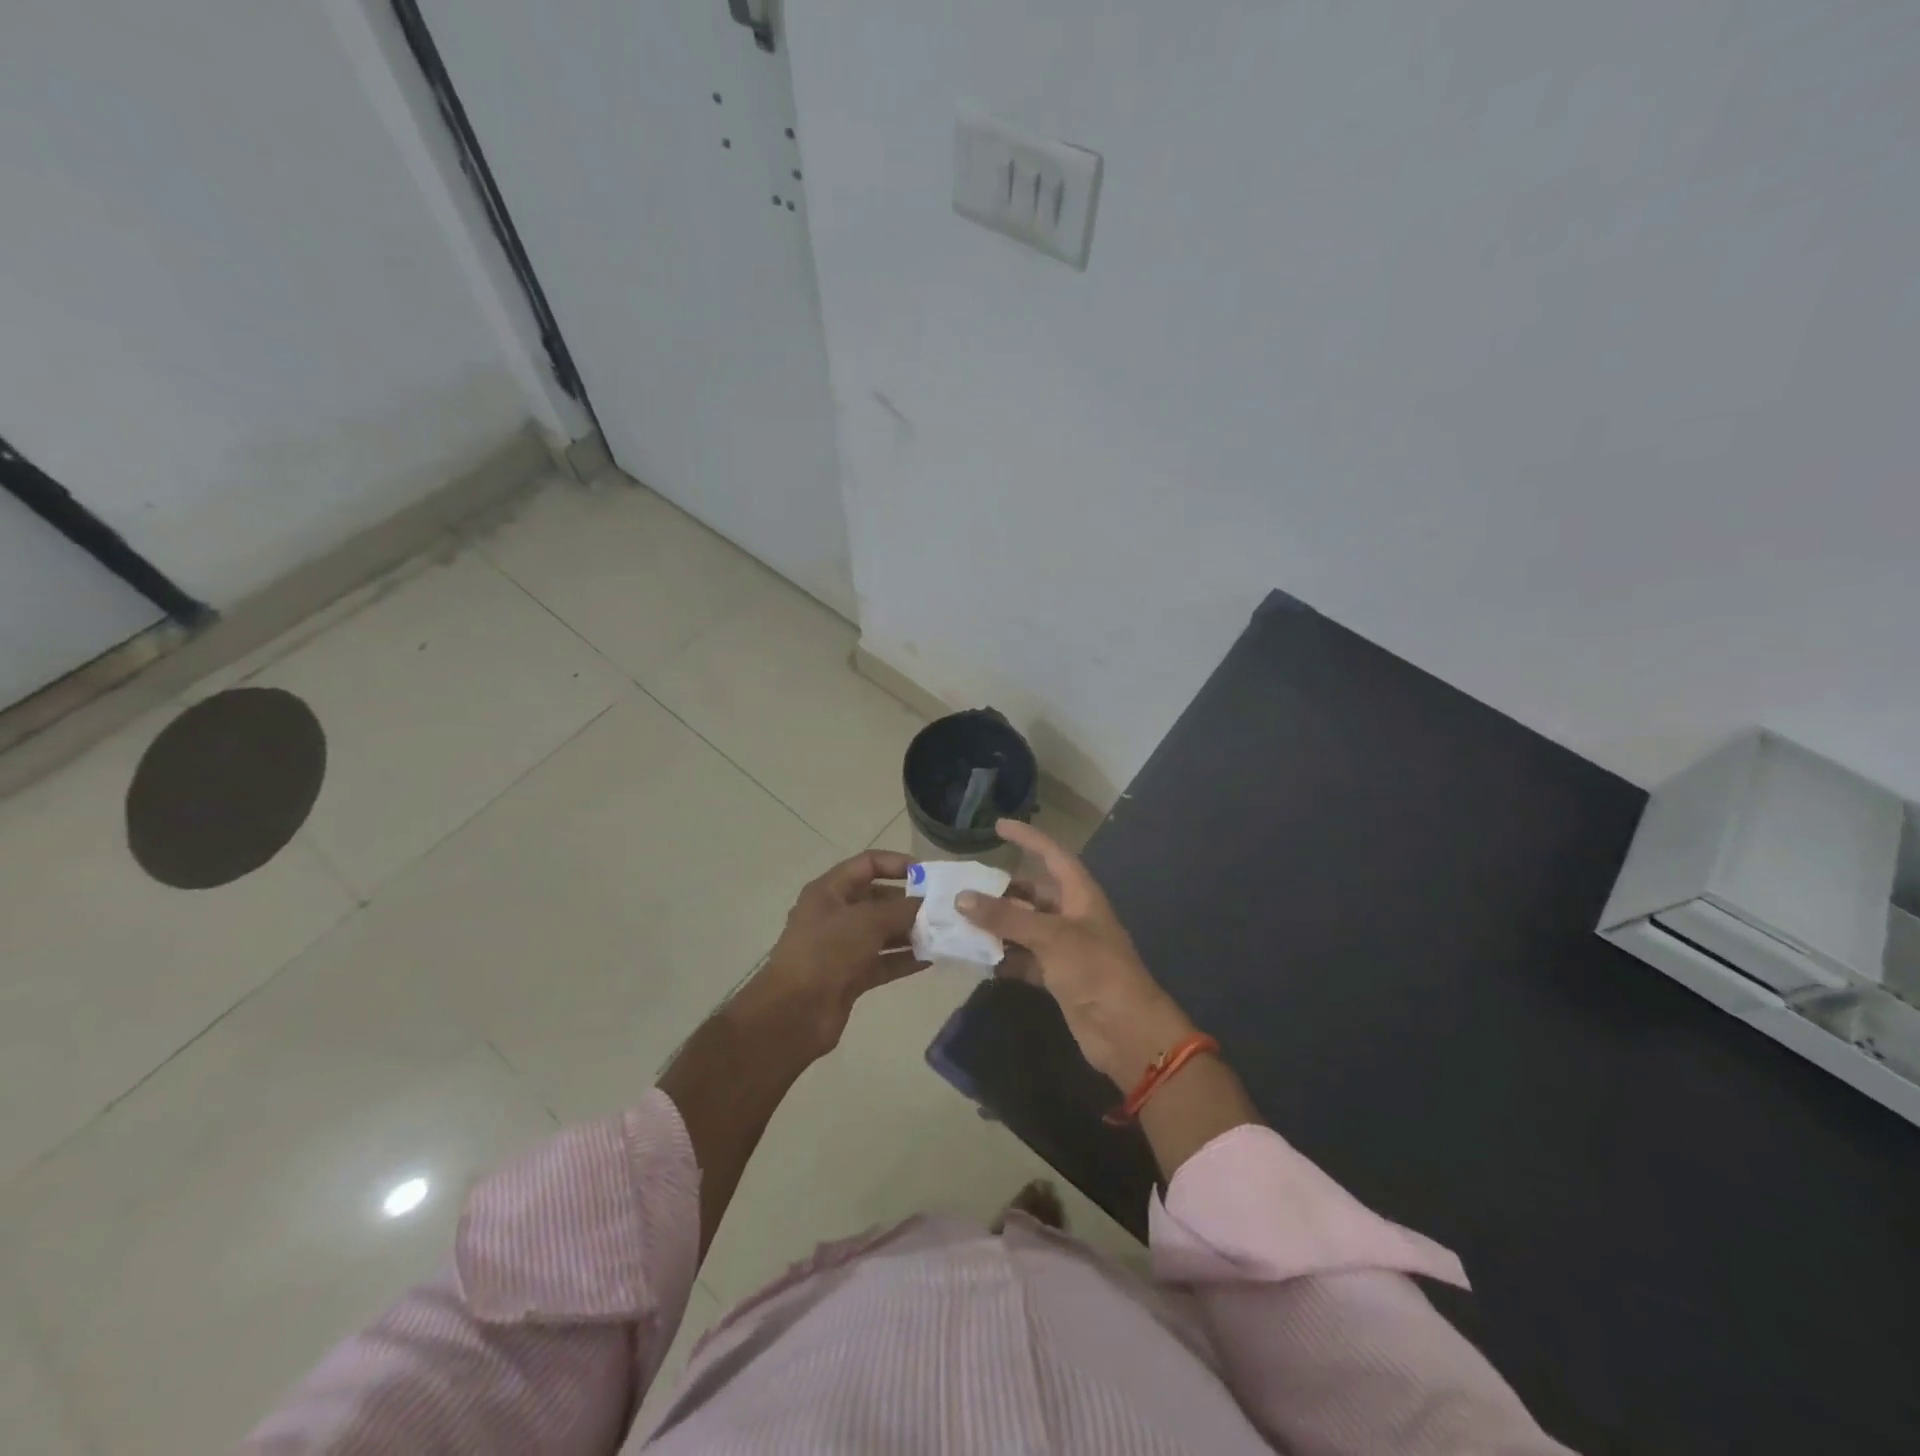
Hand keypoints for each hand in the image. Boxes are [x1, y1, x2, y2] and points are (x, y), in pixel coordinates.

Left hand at [739, 849, 924, 1056]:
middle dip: (909, 903)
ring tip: (943, 933)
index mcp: (829, 891)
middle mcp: (835, 914)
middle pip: (878, 899)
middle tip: (942, 909)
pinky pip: (883, 961)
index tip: (929, 875)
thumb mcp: (866, 922)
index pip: (867, 864)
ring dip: (910, 932)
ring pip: (882, 932)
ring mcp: (842, 947)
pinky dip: (904, 959)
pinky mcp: (850, 976)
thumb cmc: (826, 953)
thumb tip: (927, 904)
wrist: (793, 1014)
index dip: (898, 864)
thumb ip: (901, 909)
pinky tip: (931, 959)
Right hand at [958, 820, 1197, 1087]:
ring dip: (998, 926)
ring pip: (1025, 927)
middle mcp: (1072, 916)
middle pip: (1033, 893)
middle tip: (965, 888)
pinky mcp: (1058, 977)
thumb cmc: (1095, 970)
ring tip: (961, 921)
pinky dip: (1004, 958)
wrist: (1126, 1032)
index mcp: (1080, 895)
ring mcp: (1065, 948)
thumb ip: (1006, 916)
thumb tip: (962, 898)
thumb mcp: (1050, 937)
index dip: (1028, 838)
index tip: (998, 826)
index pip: (1052, 855)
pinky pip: (1024, 959)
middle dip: (1002, 890)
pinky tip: (978, 958)